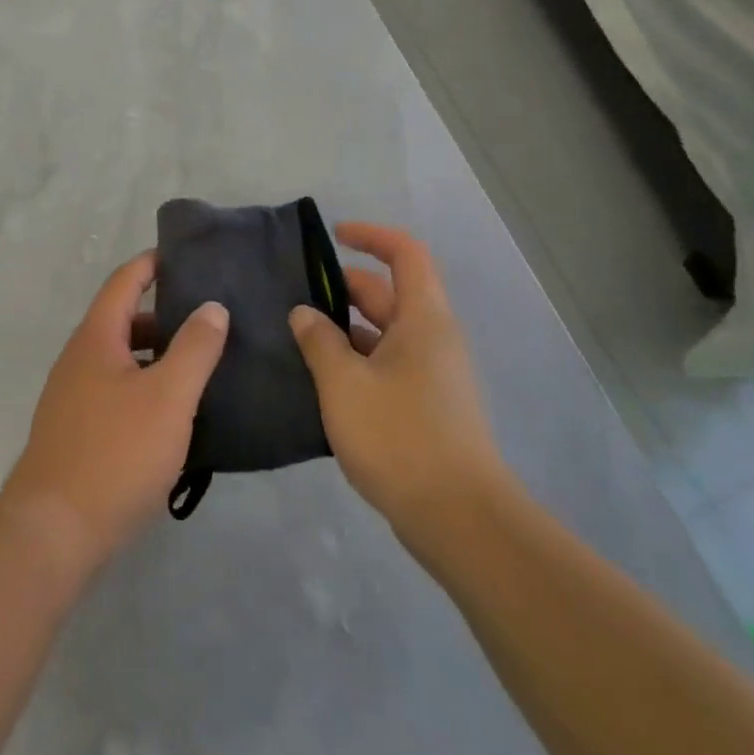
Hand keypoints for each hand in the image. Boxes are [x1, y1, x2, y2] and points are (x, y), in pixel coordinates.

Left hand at [2, 253, 228, 572]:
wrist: (54, 531)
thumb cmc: (116, 453)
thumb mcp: (168, 396)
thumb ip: (194, 348)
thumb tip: (212, 306)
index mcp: (96, 339)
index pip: (124, 282)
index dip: (152, 264)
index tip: (186, 256)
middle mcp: (78, 360)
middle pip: (123, 321)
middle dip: (164, 316)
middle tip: (210, 319)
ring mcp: (73, 398)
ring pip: (121, 361)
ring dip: (157, 357)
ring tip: (202, 366)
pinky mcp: (76, 432)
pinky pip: (116, 393)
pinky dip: (146, 389)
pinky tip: (175, 415)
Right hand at [288, 223, 505, 536]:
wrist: (458, 518)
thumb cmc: (399, 436)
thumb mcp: (344, 383)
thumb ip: (319, 341)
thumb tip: (304, 313)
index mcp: (423, 319)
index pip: (405, 254)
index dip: (371, 236)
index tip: (333, 236)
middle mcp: (433, 338)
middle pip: (389, 293)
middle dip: (342, 287)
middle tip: (294, 296)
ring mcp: (433, 374)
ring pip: (385, 332)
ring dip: (345, 328)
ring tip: (298, 336)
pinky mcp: (427, 406)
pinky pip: (388, 364)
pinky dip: (356, 360)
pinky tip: (322, 379)